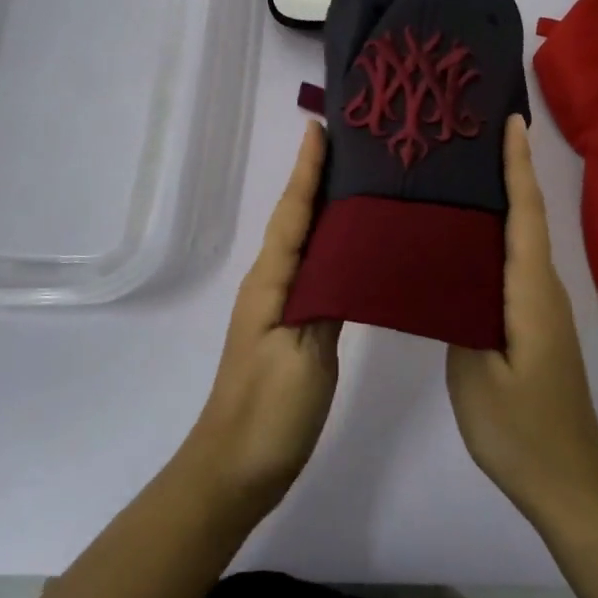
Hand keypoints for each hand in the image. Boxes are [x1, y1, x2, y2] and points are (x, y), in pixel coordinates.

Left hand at [182, 120, 340, 515]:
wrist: (236, 470)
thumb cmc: (269, 412)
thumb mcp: (304, 356)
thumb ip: (327, 302)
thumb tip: (348, 257)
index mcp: (272, 283)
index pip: (293, 213)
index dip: (306, 171)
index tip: (320, 128)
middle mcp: (272, 285)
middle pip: (297, 219)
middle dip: (318, 179)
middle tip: (354, 146)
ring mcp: (280, 308)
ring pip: (306, 244)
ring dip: (326, 209)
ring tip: (362, 184)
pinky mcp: (293, 329)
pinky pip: (315, 273)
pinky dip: (333, 248)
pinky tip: (357, 249)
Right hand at [448, 115, 597, 524]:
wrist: (568, 480)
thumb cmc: (521, 429)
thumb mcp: (475, 376)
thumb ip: (458, 317)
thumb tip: (447, 276)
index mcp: (530, 293)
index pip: (525, 215)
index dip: (518, 166)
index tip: (511, 121)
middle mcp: (543, 289)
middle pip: (527, 217)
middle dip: (508, 171)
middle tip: (471, 135)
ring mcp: (541, 306)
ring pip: (521, 240)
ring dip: (502, 201)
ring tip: (461, 173)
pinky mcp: (534, 322)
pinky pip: (514, 264)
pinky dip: (497, 237)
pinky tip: (465, 239)